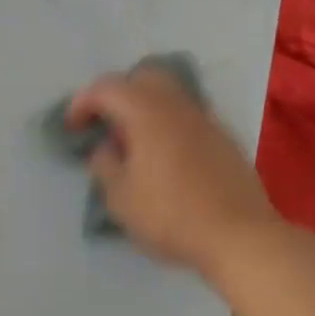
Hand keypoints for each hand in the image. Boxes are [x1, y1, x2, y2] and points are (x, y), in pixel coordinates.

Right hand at [65, 65, 286, 277]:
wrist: (241, 237)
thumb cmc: (172, 216)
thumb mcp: (120, 199)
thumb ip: (105, 166)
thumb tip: (106, 148)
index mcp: (146, 113)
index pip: (106, 88)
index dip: (82, 103)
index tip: (72, 128)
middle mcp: (176, 106)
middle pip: (142, 78)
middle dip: (118, 94)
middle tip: (105, 124)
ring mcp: (205, 120)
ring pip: (169, 95)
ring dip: (145, 108)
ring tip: (134, 141)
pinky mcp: (224, 138)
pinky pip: (188, 116)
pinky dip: (168, 124)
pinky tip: (165, 156)